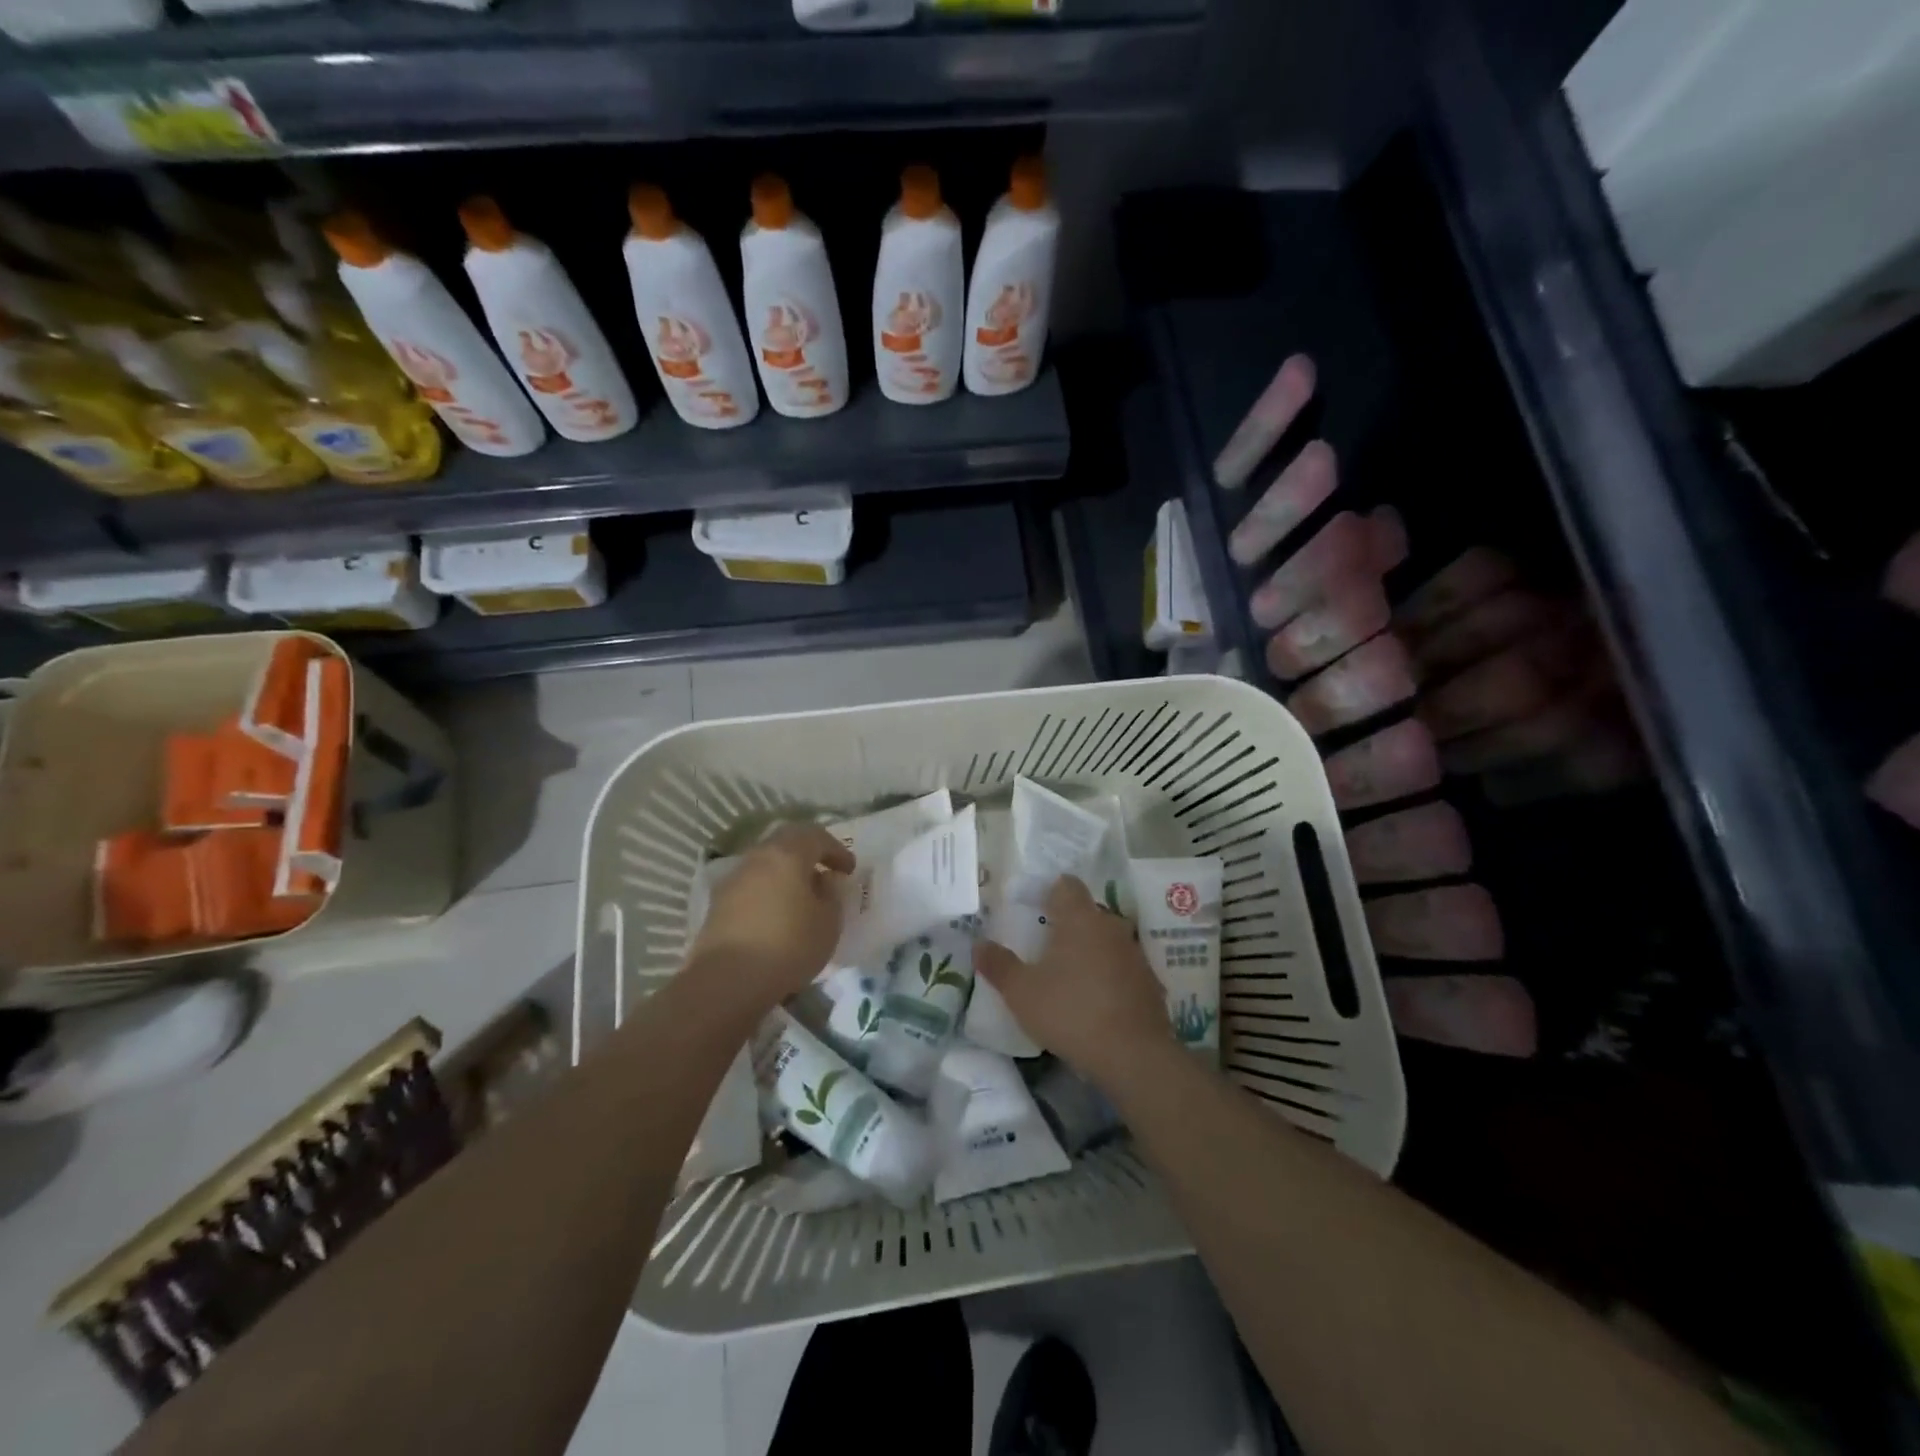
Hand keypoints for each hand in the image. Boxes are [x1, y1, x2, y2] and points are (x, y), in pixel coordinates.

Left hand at [688, 824, 854, 1011]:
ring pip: (766, 864)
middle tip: (825, 872)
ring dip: (786, 873)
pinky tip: (777, 914)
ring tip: (801, 897)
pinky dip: (768, 892)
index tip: (849, 870)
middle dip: (808, 854)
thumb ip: (831, 895)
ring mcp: (733, 880)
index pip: (816, 836)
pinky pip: (751, 886)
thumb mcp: (828, 922)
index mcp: (787, 854)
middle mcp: (757, 858)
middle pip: (786, 843)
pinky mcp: (718, 905)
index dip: (836, 850)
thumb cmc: (788, 946)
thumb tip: (822, 881)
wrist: (726, 981)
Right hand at [976, 876, 1173, 1091]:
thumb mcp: (1021, 992)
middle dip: (1068, 924)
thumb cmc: (1070, 1012)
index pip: (1066, 885)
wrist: (1133, 1056)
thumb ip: (999, 965)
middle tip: (1044, 946)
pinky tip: (1095, 1000)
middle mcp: (1110, 926)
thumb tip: (979, 944)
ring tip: (1068, 975)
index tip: (1034, 908)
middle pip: (1087, 912)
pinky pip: (1122, 967)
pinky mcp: (1149, 981)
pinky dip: (1109, 975)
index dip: (1050, 891)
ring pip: (1106, 939)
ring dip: (1089, 950)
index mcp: (1079, 918)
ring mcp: (1134, 953)